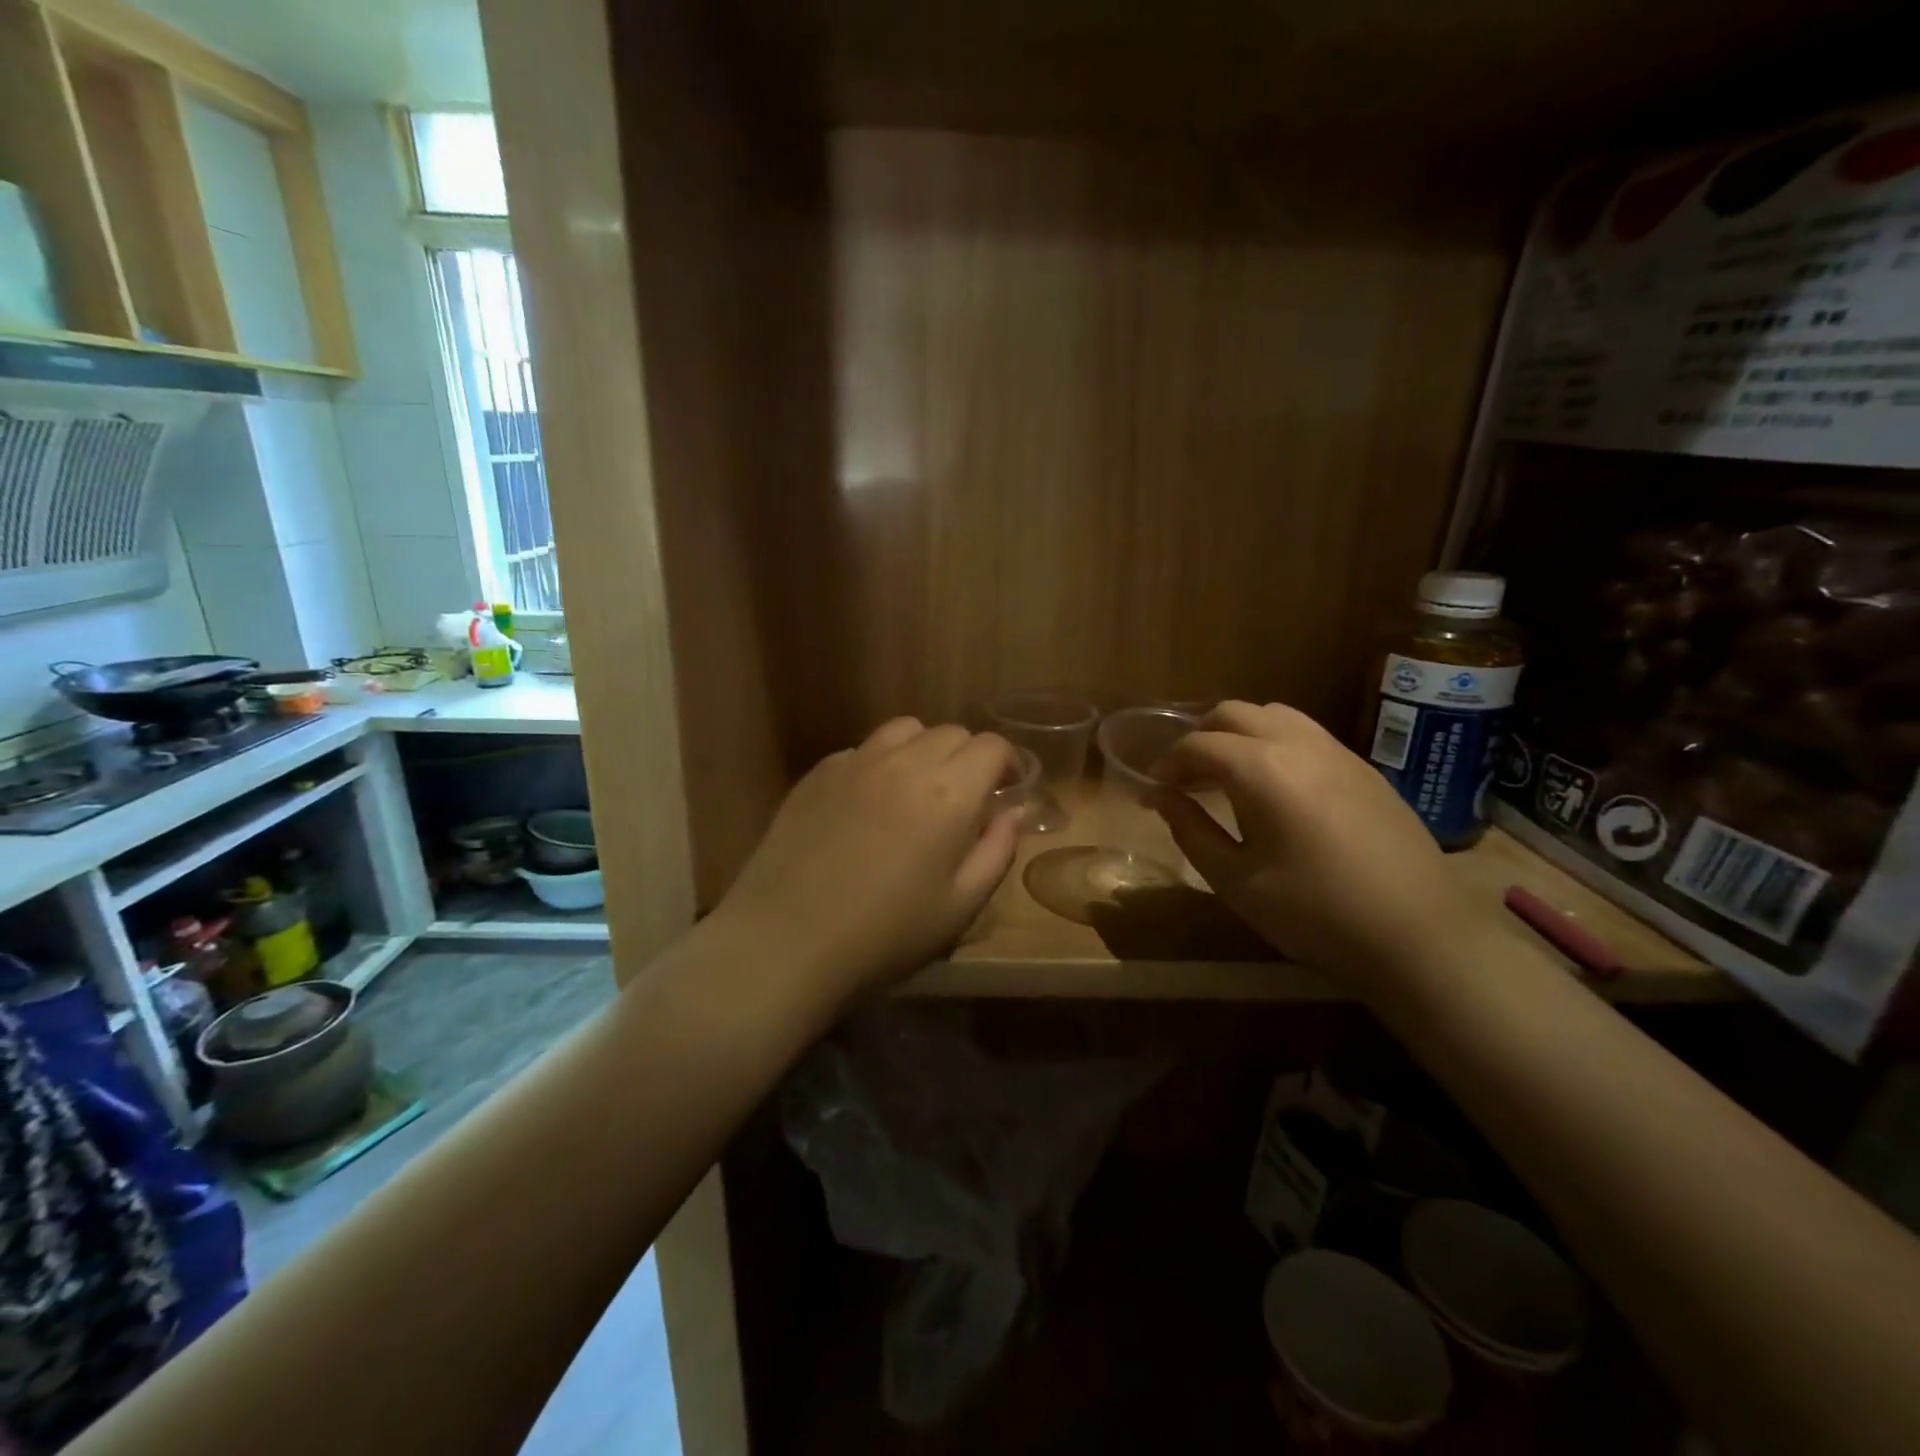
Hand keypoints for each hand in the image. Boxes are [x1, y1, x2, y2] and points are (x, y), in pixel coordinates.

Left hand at [713, 717, 1021, 1011]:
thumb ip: (997, 850)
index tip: (1006, 789)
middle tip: (964, 799)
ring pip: (905, 729)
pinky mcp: (818, 773)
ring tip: (918, 789)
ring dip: (924, 750)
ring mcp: (855, 762)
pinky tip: (869, 805)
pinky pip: (863, 749)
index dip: (1008, 763)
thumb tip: (1014, 811)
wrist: (784, 942)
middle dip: (968, 758)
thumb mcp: (960, 907)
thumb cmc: (885, 935)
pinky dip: (880, 763)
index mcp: (948, 793)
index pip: (992, 746)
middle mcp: (904, 762)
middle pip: (951, 732)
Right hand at [1151, 701, 1474, 978]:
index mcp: (1262, 769)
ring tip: (1228, 777)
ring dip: (1240, 736)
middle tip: (1186, 780)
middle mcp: (1299, 744)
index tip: (1153, 791)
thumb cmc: (1315, 914)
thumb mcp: (1236, 880)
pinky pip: (1307, 736)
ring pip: (1275, 716)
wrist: (1420, 937)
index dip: (1168, 764)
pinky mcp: (1365, 770)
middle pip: (1234, 714)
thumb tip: (1163, 798)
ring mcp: (1339, 753)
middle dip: (1200, 738)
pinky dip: (1275, 745)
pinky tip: (1276, 790)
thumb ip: (1191, 831)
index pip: (1198, 745)